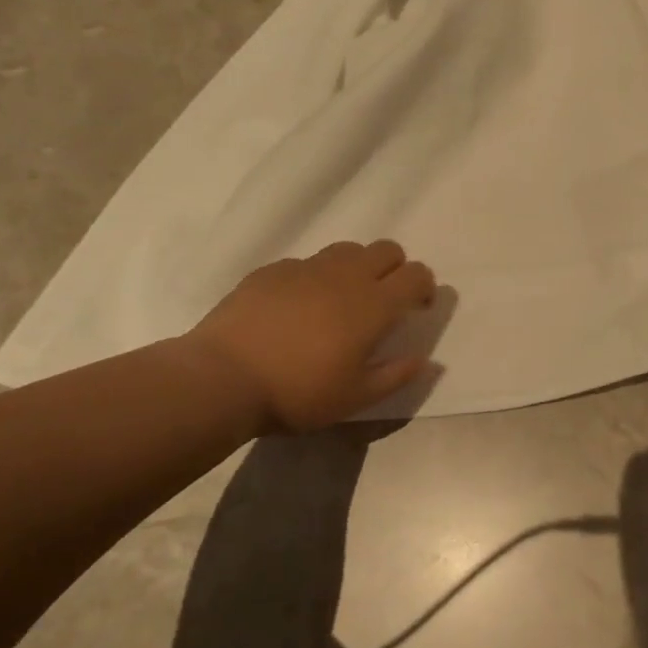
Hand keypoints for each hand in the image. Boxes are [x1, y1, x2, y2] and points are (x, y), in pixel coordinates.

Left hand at [186, 240, 437, 433]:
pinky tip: (298, 307)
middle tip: (383, 301)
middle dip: (396, 269)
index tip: (417, 308)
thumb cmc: (298, 392)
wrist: (222, 379)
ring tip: (342, 300)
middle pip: (387, 250)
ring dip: (357, 267)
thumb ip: (397, 375)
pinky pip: (306, 263)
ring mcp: (306, 268)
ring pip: (347, 250)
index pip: (417, 274)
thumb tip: (426, 360)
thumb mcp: (356, 398)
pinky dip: (315, 278)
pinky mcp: (272, 271)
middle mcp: (346, 276)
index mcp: (374, 305)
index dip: (424, 287)